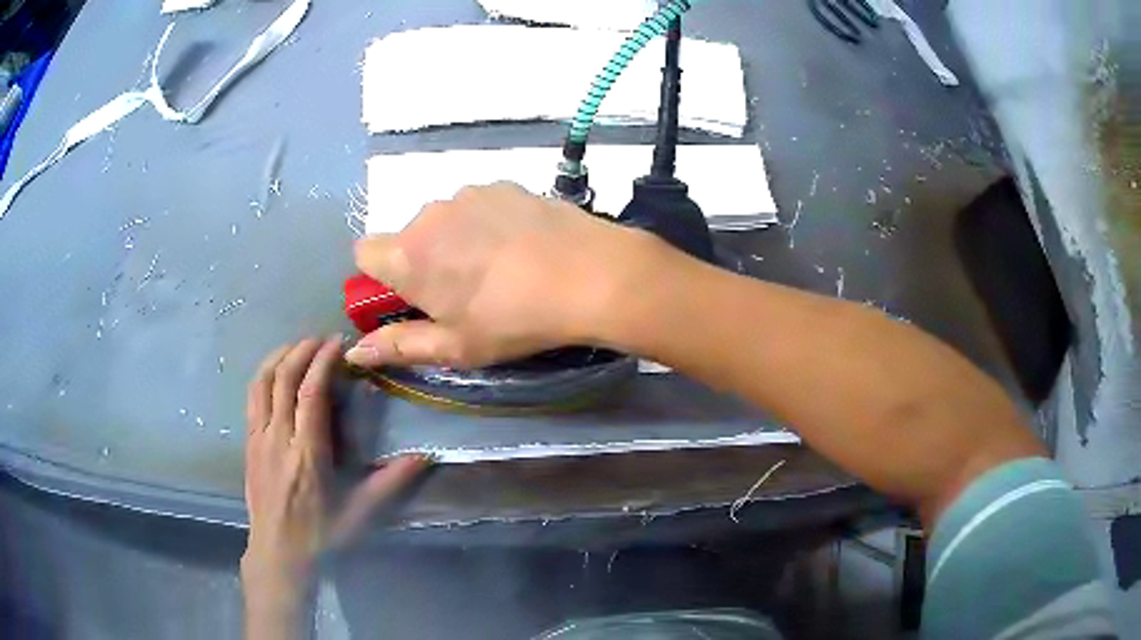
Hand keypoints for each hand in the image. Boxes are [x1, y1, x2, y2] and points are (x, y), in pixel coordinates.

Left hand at [242, 338, 429, 591]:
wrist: (279, 553)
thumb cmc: (322, 535)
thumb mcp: (361, 513)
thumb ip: (391, 483)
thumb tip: (426, 457)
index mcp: (307, 454)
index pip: (310, 393)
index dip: (322, 362)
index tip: (337, 343)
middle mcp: (278, 438)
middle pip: (283, 378)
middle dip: (302, 351)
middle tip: (321, 339)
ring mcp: (258, 438)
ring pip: (262, 382)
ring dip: (279, 357)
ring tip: (297, 346)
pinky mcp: (248, 443)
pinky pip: (251, 397)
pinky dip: (263, 375)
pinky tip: (274, 372)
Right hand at [346, 182, 656, 368]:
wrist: (590, 274)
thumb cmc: (514, 320)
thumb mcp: (454, 346)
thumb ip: (398, 346)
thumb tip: (354, 352)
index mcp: (407, 256)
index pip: (363, 253)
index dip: (379, 276)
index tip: (408, 297)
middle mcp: (430, 214)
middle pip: (407, 236)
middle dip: (422, 261)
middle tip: (462, 292)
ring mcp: (469, 193)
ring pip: (445, 220)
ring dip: (455, 240)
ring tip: (499, 270)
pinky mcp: (504, 184)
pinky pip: (478, 205)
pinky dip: (487, 223)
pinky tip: (521, 246)